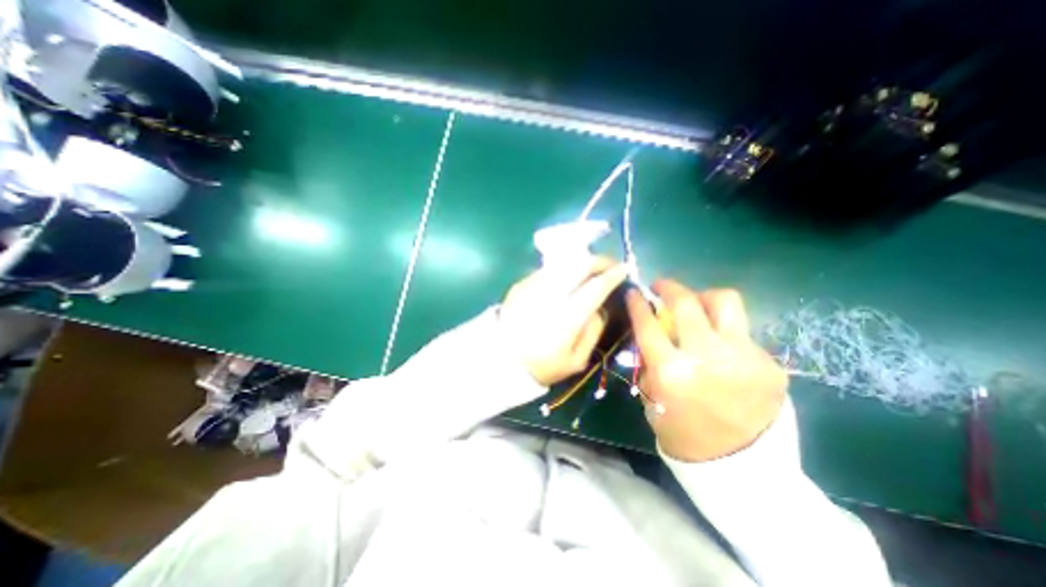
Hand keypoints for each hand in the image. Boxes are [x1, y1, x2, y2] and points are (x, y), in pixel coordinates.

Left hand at [500, 253, 623, 384]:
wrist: (501, 360)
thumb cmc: (542, 365)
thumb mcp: (577, 360)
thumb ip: (593, 331)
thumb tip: (600, 307)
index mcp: (566, 318)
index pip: (595, 287)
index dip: (612, 276)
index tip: (624, 269)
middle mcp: (549, 295)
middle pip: (578, 265)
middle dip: (599, 260)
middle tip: (610, 264)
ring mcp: (532, 286)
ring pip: (563, 263)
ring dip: (582, 261)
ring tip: (592, 268)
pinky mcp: (520, 284)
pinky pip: (548, 270)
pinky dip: (564, 269)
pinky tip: (568, 277)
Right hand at [629, 279, 783, 463]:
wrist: (742, 468)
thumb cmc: (683, 433)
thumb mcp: (653, 398)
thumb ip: (652, 362)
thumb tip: (654, 331)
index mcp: (671, 372)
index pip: (648, 324)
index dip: (638, 303)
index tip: (634, 292)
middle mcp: (706, 357)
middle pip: (685, 302)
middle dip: (668, 287)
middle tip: (661, 287)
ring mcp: (743, 357)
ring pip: (724, 301)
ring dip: (703, 297)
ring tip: (696, 305)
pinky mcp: (769, 363)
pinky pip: (741, 331)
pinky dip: (724, 332)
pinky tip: (722, 348)